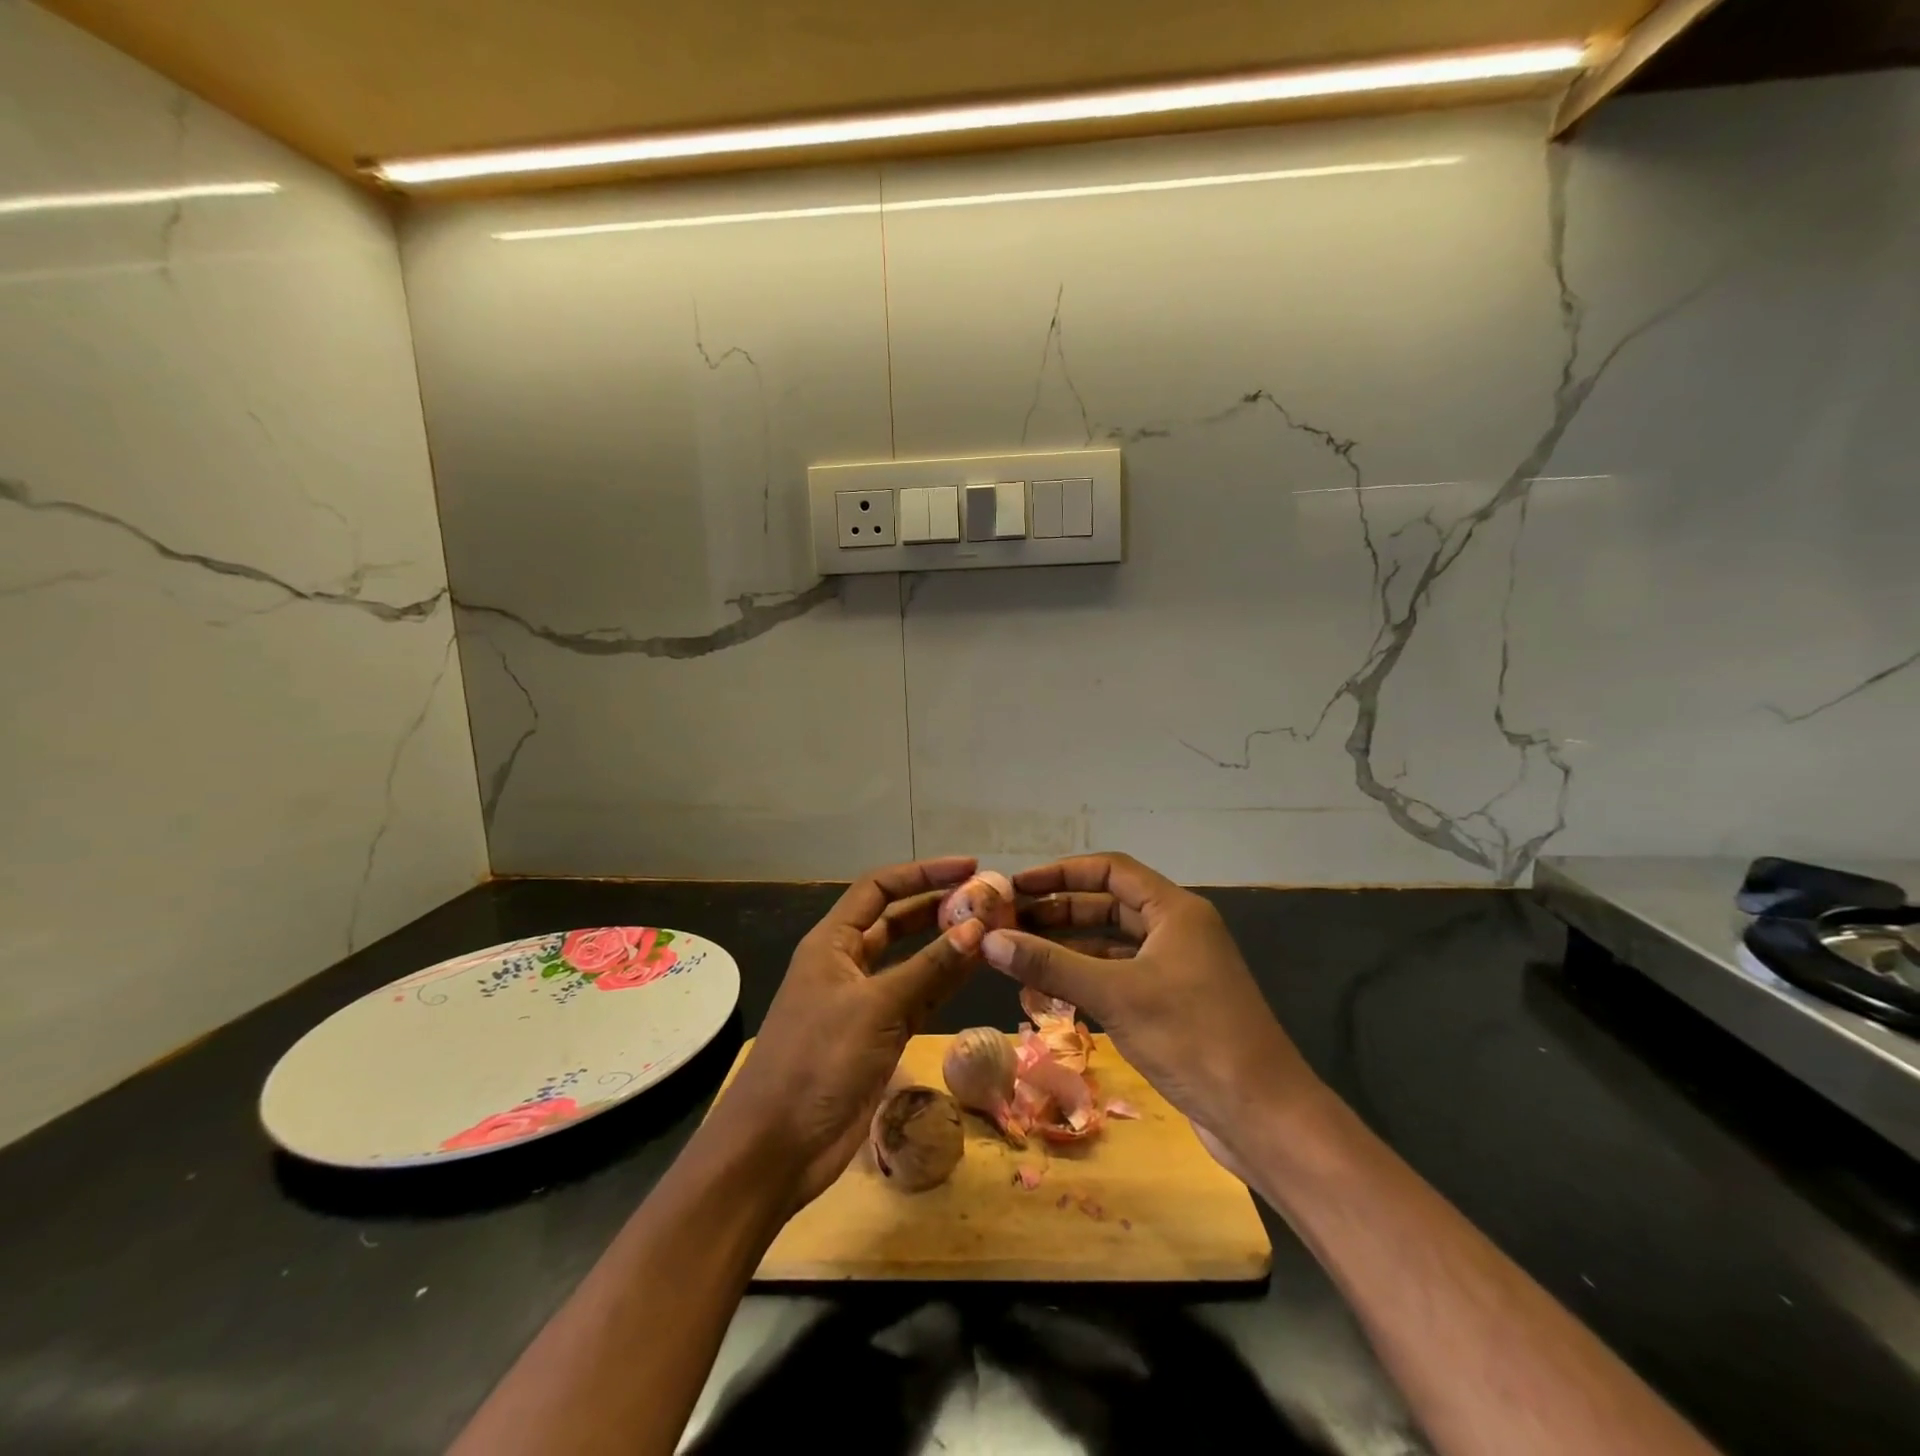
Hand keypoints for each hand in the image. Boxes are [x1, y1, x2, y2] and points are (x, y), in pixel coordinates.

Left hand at [710, 857, 985, 1209]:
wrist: (778, 1148)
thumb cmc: (817, 1061)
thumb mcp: (875, 1007)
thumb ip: (929, 966)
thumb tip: (978, 925)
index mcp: (832, 941)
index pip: (879, 889)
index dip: (922, 873)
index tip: (969, 868)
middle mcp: (848, 963)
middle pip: (898, 920)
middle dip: (940, 906)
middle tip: (989, 899)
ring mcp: (865, 1000)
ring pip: (913, 959)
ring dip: (949, 944)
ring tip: (995, 928)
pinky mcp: (881, 1035)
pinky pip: (920, 997)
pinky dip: (946, 982)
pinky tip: (979, 969)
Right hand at [982, 852, 1325, 1153]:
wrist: (1261, 1115)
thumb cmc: (1191, 1036)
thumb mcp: (1115, 994)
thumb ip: (1050, 964)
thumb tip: (989, 940)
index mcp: (1174, 910)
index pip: (1110, 870)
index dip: (1061, 873)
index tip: (1017, 885)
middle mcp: (1176, 930)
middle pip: (1107, 906)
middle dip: (1058, 913)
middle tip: (1009, 924)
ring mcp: (1175, 969)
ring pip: (1110, 945)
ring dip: (1067, 951)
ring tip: (1018, 959)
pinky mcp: (1171, 1005)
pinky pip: (1118, 978)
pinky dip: (1085, 982)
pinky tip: (1048, 996)